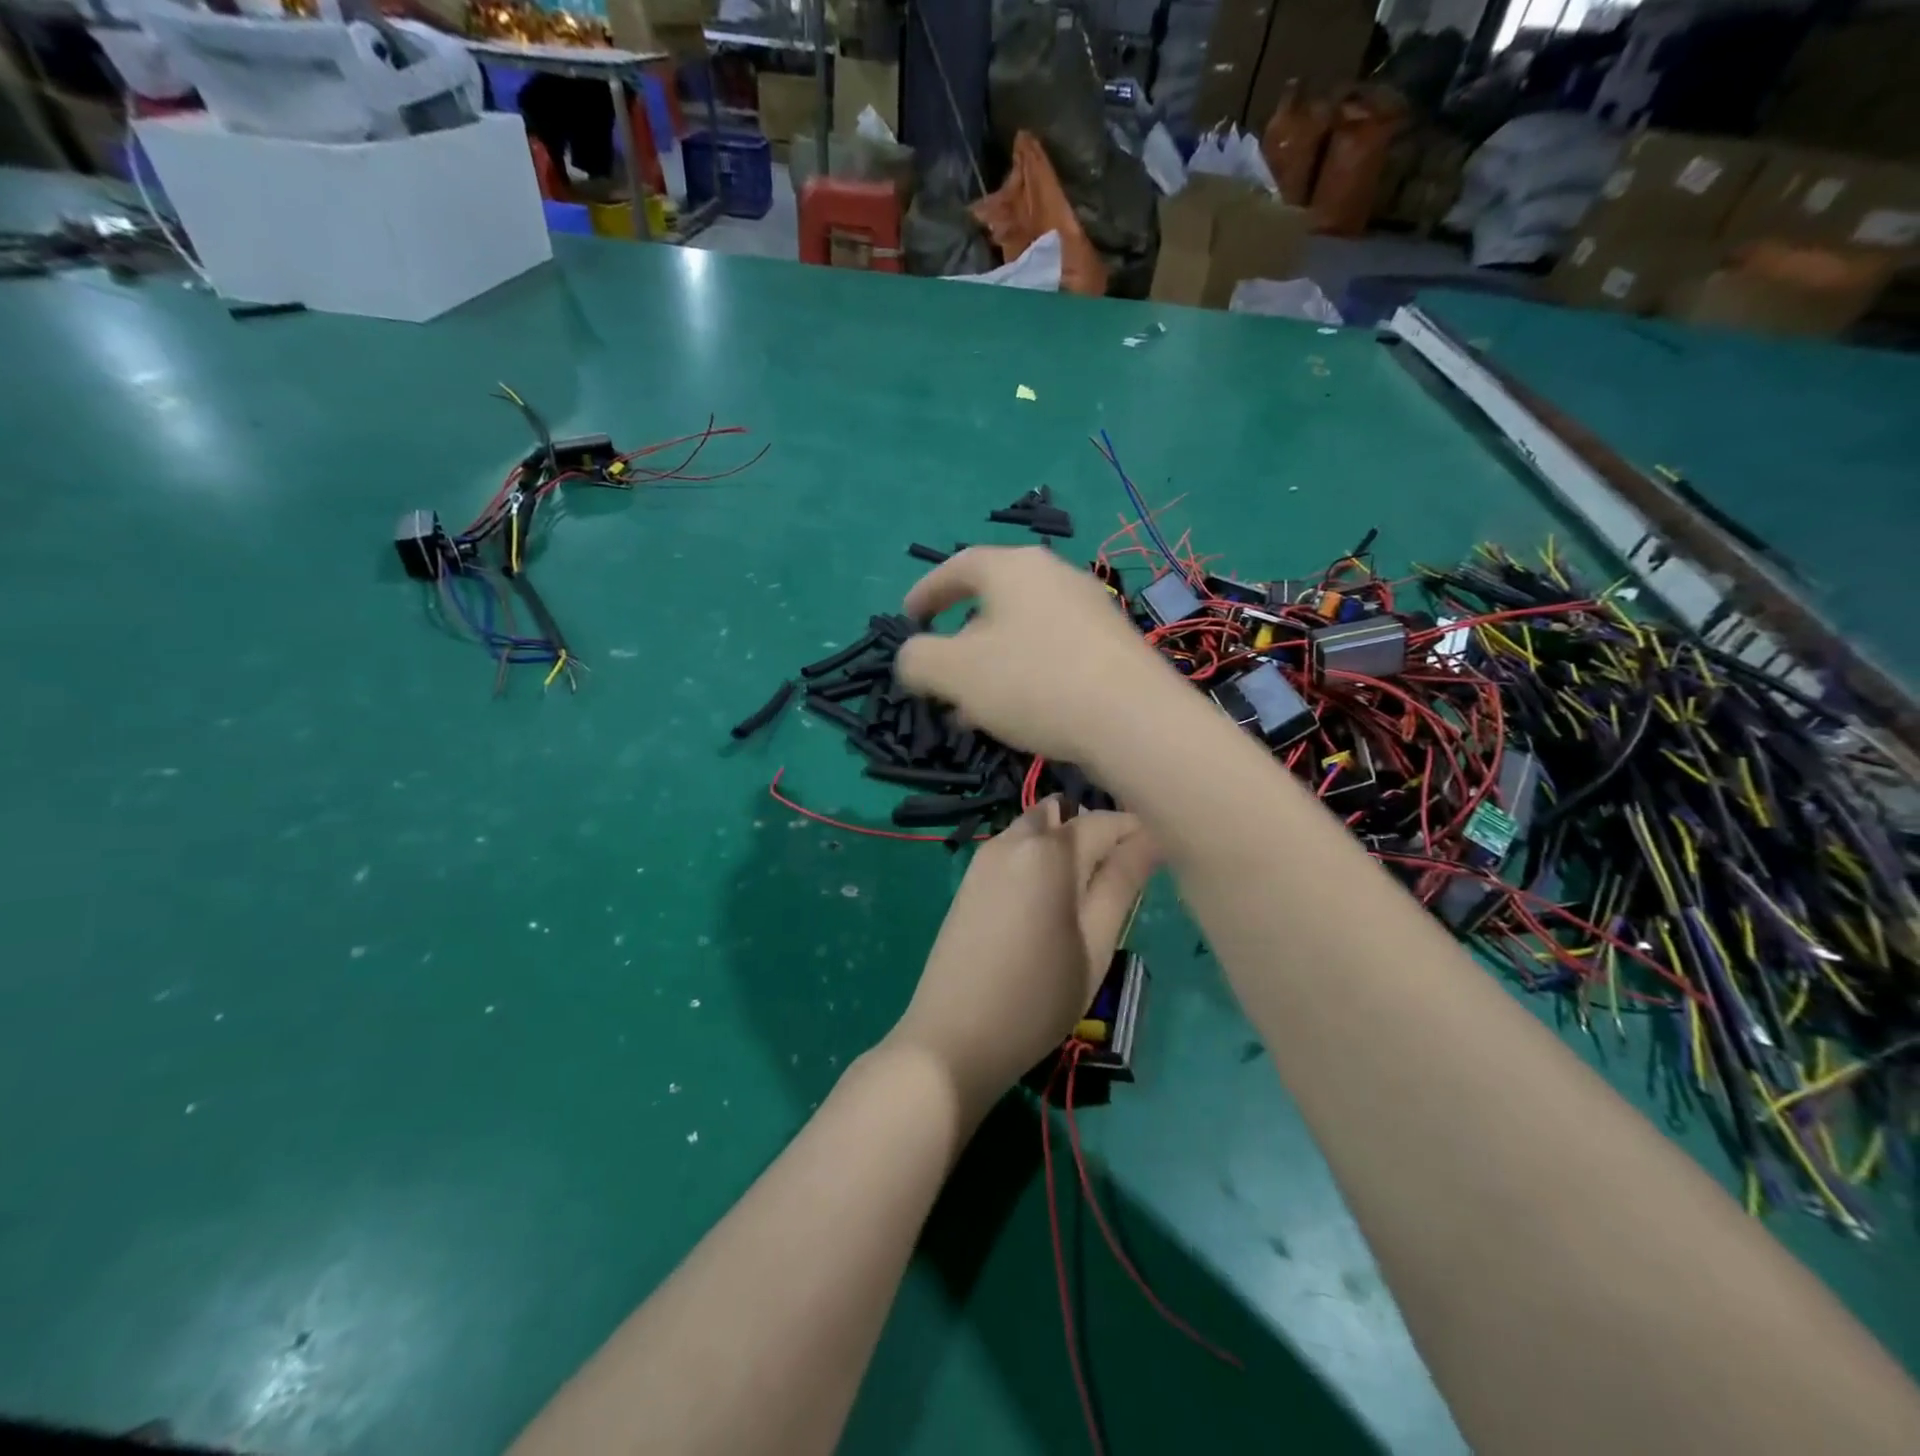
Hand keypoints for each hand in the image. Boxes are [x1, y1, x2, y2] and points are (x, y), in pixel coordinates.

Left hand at [886, 799, 1156, 1114]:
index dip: (1137, 833)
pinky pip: (1014, 847)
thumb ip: (1122, 882)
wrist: (953, 1037)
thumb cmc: (1037, 997)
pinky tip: (1046, 901)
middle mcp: (1014, 838)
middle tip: (1117, 882)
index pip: (1106, 820)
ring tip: (1083, 895)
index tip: (1157, 862)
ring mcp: (985, 856)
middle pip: (1067, 816)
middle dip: (1097, 835)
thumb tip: (1151, 837)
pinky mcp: (970, 877)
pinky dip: (1038, 857)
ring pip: (1038, 828)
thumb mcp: (1095, 944)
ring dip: (1065, 844)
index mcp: (1050, 850)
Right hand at [895, 546, 1171, 762]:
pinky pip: (1054, 653)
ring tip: (976, 710)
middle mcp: (1056, 577)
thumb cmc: (1033, 682)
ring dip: (993, 666)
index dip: (927, 592)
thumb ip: (918, 659)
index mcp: (1014, 569)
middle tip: (943, 676)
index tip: (908, 618)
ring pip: (1024, 633)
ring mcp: (1091, 610)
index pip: (958, 566)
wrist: (1134, 720)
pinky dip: (1027, 676)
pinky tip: (1023, 715)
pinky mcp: (1114, 646)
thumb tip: (914, 657)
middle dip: (961, 641)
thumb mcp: (955, 672)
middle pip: (993, 602)